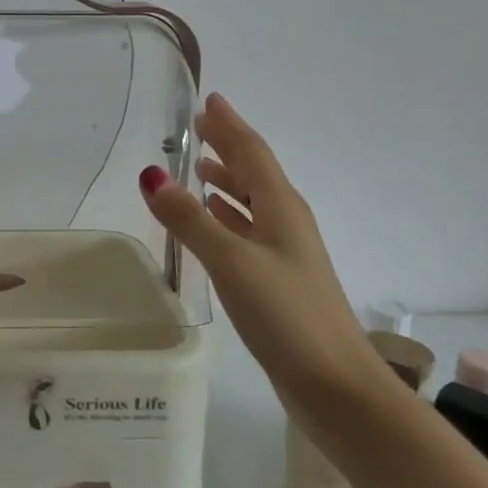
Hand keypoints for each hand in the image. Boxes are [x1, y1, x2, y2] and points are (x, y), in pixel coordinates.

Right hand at [140, 93, 385, 426]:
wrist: (337, 387)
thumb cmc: (287, 315)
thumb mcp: (231, 261)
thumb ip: (189, 219)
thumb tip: (150, 174)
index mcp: (281, 207)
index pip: (252, 152)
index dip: (230, 125)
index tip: (209, 101)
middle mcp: (286, 221)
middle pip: (254, 172)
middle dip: (227, 147)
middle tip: (199, 127)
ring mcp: (285, 253)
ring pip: (252, 201)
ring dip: (227, 180)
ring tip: (199, 168)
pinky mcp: (278, 280)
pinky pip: (248, 230)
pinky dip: (228, 215)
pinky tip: (214, 221)